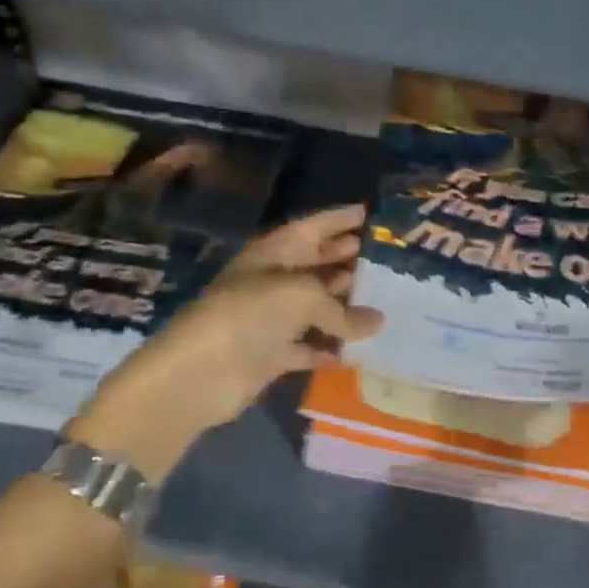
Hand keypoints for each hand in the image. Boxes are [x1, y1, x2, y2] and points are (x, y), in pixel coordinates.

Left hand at [68, 205, 383, 477]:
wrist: (199, 374)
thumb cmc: (250, 315)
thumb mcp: (302, 297)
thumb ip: (342, 309)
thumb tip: (377, 321)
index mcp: (272, 253)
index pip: (312, 227)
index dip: (340, 218)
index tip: (372, 213)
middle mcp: (272, 281)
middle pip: (316, 265)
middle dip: (349, 260)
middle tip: (389, 260)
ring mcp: (270, 319)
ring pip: (316, 307)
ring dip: (345, 307)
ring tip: (386, 304)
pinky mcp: (271, 354)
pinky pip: (309, 347)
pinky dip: (330, 348)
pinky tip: (359, 350)